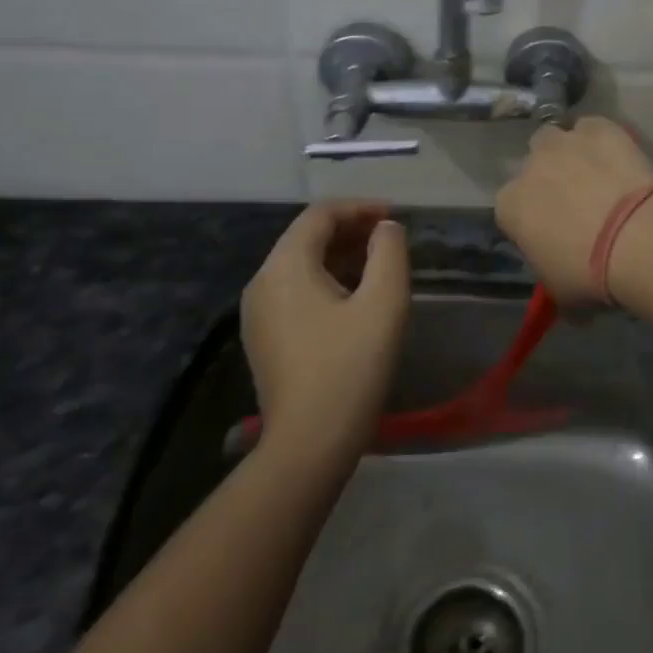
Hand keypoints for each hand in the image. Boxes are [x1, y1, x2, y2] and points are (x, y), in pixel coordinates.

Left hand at [240, 201, 409, 464]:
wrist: (309, 444)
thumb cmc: (350, 367)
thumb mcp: (384, 303)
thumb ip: (389, 253)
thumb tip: (385, 229)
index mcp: (285, 266)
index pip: (320, 215)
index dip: (359, 208)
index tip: (394, 216)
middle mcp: (262, 282)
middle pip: (306, 237)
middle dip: (350, 230)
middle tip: (390, 237)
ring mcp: (258, 312)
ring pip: (300, 265)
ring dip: (340, 255)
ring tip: (378, 264)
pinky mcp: (264, 337)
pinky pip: (295, 291)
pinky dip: (326, 280)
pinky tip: (354, 297)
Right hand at [495, 116, 652, 306]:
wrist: (637, 239)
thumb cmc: (590, 274)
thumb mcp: (562, 293)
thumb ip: (553, 282)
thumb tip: (567, 293)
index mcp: (510, 206)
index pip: (511, 209)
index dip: (533, 219)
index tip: (553, 234)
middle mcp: (529, 167)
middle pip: (533, 165)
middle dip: (549, 177)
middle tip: (578, 201)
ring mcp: (565, 142)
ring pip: (559, 138)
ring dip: (572, 152)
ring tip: (599, 175)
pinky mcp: (600, 128)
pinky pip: (593, 128)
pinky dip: (602, 139)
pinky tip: (621, 159)